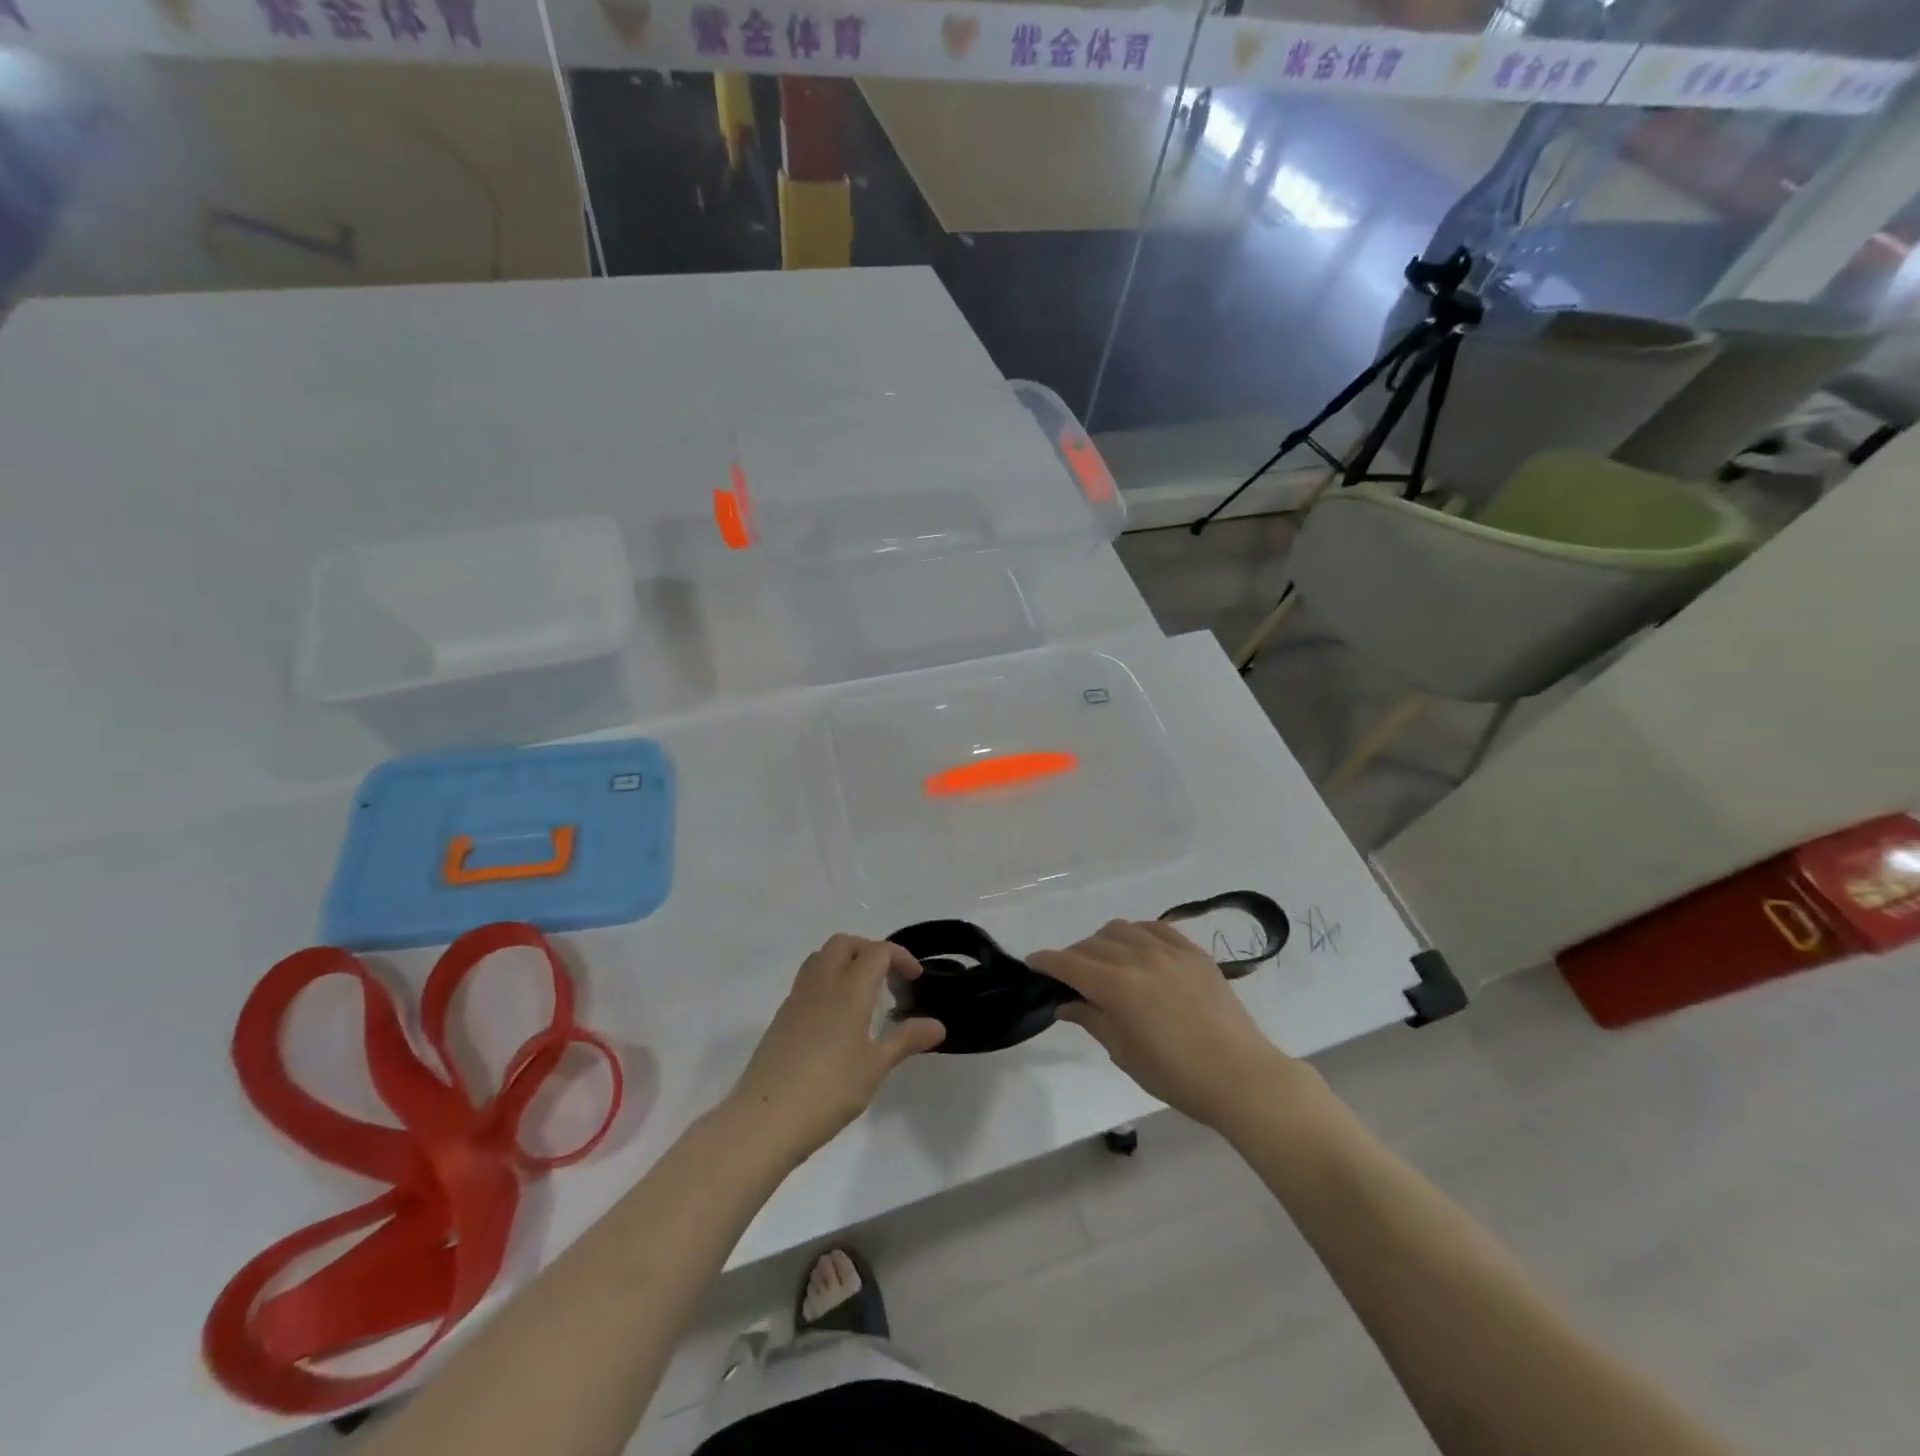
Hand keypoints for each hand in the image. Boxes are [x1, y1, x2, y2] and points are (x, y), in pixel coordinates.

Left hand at [727, 934, 945, 1164]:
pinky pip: (808, 980)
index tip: (915, 979)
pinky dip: (828, 981)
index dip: (900, 957)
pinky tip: (837, 1018)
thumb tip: (937, 1025)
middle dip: (870, 950)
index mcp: (849, 989)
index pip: (877, 951)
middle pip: (845, 944)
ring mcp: (797, 998)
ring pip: (821, 957)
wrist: (764, 1119)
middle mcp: (821, 983)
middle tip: (888, 978)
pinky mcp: (781, 1017)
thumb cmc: (828, 1091)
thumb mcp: (875, 1067)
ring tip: (863, 993)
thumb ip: (906, 1040)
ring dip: (846, 961)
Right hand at [1030, 920, 1299, 1131]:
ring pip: (1121, 929)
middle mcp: (1139, 958)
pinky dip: (1137, 933)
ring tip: (1104, 961)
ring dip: (1103, 941)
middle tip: (1070, 976)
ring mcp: (1169, 951)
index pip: (1069, 963)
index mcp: (1117, 986)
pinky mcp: (1194, 952)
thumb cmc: (1176, 1076)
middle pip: (1092, 944)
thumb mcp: (1124, 1053)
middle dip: (1073, 956)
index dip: (1047, 961)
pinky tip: (1137, 948)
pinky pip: (1156, 927)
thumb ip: (1091, 1020)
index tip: (1032, 963)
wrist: (1241, 1076)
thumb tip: (1065, 1003)